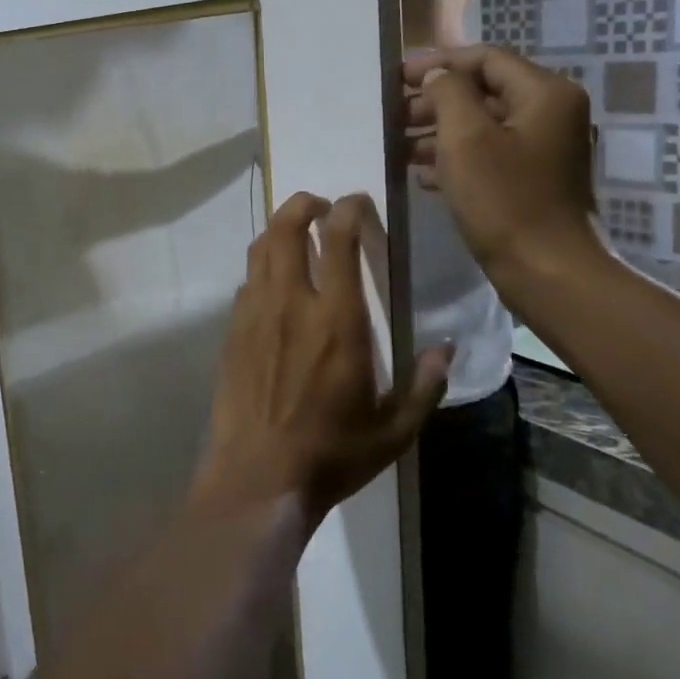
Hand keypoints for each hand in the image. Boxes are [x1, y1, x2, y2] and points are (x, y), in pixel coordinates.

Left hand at [197, 193, 451, 527]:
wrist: (258, 476)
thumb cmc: (332, 453)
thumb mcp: (395, 430)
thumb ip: (424, 385)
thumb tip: (447, 348)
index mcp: (338, 320)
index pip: (339, 241)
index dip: (347, 210)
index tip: (355, 202)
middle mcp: (292, 303)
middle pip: (287, 229)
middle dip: (303, 204)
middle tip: (319, 204)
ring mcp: (255, 314)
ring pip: (260, 250)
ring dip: (278, 229)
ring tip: (295, 230)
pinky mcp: (232, 332)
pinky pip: (246, 282)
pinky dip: (262, 267)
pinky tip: (273, 282)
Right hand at [405, 45, 608, 306]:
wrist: (548, 272)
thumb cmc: (505, 200)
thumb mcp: (465, 138)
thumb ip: (447, 93)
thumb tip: (436, 75)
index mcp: (544, 93)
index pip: (485, 58)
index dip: (438, 63)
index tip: (395, 78)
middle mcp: (551, 113)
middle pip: (484, 91)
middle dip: (434, 101)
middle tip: (392, 117)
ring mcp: (544, 149)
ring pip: (483, 125)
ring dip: (439, 132)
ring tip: (398, 147)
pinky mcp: (533, 180)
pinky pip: (489, 155)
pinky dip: (455, 158)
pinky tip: (422, 176)